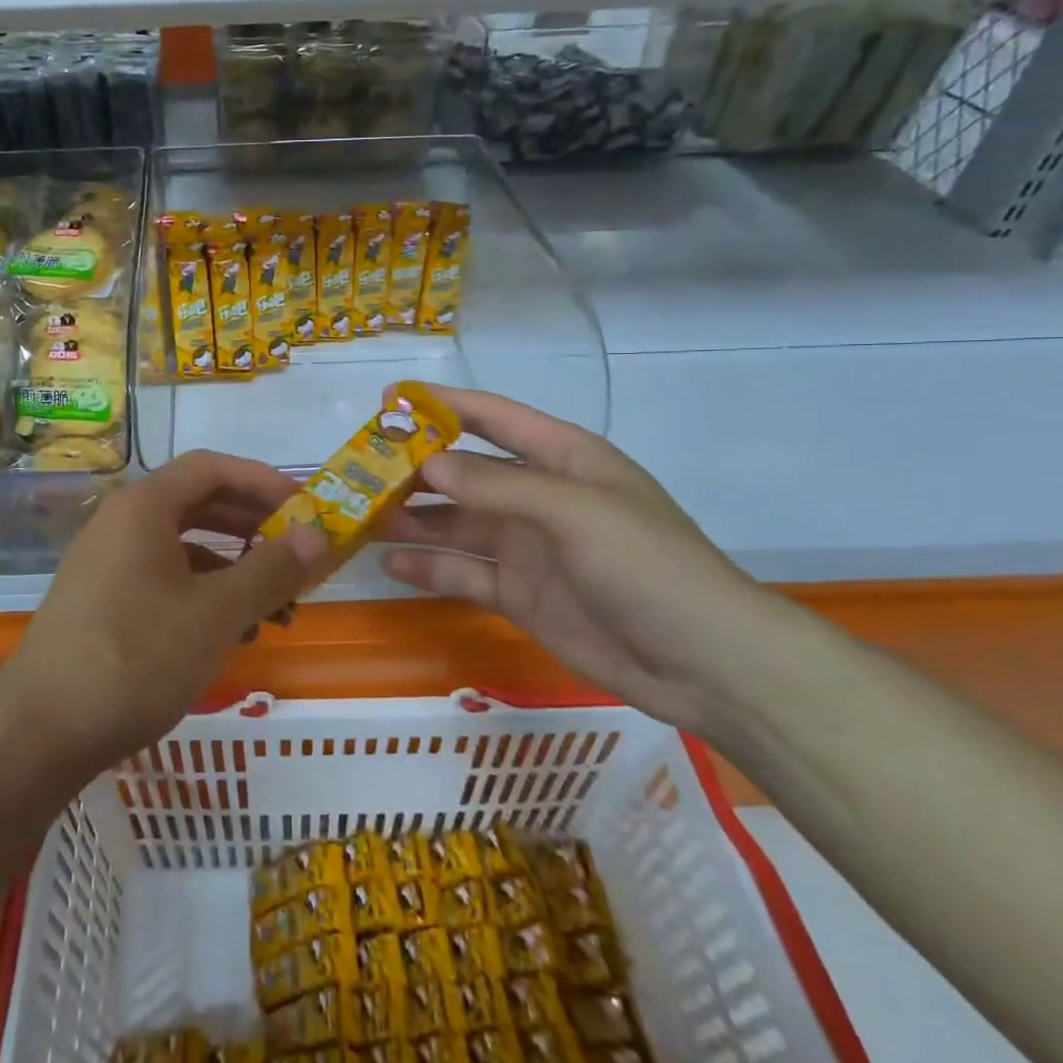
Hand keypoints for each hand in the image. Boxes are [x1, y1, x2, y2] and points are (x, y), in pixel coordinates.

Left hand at [0, 450, 322, 770]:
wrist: (37, 736)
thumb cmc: (133, 660)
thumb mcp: (214, 616)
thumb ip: (270, 571)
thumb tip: (319, 535)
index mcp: (143, 508)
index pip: (213, 468)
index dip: (265, 482)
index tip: (307, 510)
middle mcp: (121, 524)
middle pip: (199, 503)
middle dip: (254, 527)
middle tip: (300, 555)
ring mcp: (107, 564)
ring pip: (184, 547)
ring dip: (234, 567)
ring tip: (277, 605)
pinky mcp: (102, 603)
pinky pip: (165, 579)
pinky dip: (204, 595)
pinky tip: (232, 633)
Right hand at [380, 386, 809, 736]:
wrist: (704, 664)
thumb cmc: (648, 566)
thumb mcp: (576, 512)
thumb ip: (498, 488)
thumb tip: (427, 463)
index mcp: (562, 460)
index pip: (493, 418)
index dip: (443, 404)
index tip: (389, 398)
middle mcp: (537, 497)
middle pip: (464, 473)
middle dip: (414, 468)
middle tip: (358, 469)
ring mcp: (526, 548)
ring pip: (456, 524)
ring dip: (412, 519)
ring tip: (360, 517)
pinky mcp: (519, 594)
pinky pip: (463, 573)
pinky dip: (429, 568)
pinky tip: (391, 565)